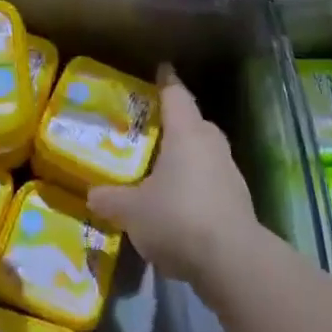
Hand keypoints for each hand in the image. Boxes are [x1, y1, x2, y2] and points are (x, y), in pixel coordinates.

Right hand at [87, 65, 261, 291]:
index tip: (161, 69)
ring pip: (205, 152)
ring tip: (162, 168)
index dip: (166, 81)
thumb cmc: (178, 218)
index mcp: (187, 133)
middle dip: (175, 123)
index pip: (176, 95)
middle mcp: (211, 144)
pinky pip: (212, 181)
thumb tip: (92, 194)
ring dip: (187, 157)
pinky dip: (196, 185)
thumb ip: (111, 199)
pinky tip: (179, 205)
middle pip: (194, 122)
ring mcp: (230, 172)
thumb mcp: (132, 211)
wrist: (233, 262)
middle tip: (151, 128)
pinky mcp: (239, 201)